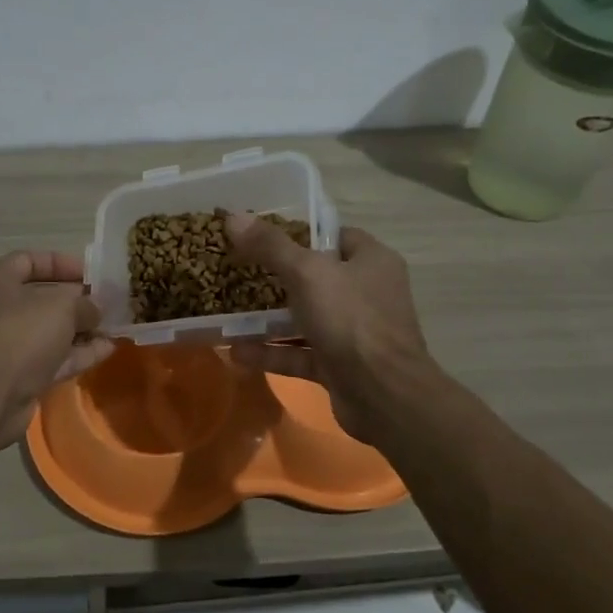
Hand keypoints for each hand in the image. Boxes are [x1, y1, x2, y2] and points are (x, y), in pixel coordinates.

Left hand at [0, 251, 114, 452]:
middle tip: (110, 302)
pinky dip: (78, 353)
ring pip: (49, 330)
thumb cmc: (20, 334)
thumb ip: (84, 303)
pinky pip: (52, 357)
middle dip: (78, 300)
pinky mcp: (17, 374)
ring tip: (116, 326)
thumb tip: (95, 308)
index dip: (64, 264)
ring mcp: (6, 343)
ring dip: (82, 328)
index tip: (94, 275)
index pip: (30, 260)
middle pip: (42, 297)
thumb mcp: (61, 307)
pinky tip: (109, 349)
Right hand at [223, 214, 439, 446]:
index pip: (334, 236)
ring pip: (305, 318)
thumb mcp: (307, 273)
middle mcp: (367, 293)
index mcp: (371, 261)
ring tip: (227, 312)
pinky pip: (300, 353)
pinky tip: (236, 352)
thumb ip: (270, 246)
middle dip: (276, 277)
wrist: (384, 395)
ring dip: (268, 319)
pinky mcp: (340, 366)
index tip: (261, 235)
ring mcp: (354, 333)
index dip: (299, 233)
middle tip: (237, 270)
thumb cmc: (351, 320)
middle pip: (316, 277)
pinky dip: (272, 353)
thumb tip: (233, 216)